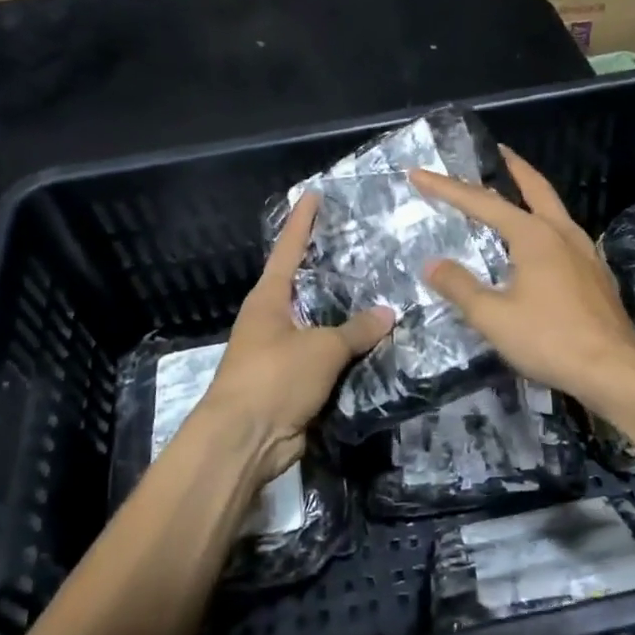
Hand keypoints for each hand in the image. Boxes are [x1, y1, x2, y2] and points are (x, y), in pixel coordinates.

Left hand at [197, 191, 394, 482]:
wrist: (246, 440)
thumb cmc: (275, 378)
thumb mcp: (321, 348)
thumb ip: (356, 329)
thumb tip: (389, 313)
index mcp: (268, 299)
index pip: (288, 249)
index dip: (302, 222)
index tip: (314, 194)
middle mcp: (272, 319)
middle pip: (304, 285)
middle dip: (329, 268)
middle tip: (363, 245)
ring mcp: (282, 352)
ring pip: (320, 324)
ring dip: (345, 314)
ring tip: (381, 292)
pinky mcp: (294, 382)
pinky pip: (327, 358)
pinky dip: (348, 351)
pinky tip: (376, 342)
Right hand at [409, 148, 634, 409]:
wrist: (613, 370)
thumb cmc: (550, 339)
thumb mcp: (493, 317)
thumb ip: (460, 287)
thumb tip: (432, 264)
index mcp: (534, 235)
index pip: (482, 202)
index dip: (447, 188)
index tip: (419, 174)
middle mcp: (562, 233)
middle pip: (535, 188)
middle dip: (513, 167)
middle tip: (497, 150)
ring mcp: (585, 252)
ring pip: (554, 210)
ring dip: (532, 195)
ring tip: (515, 194)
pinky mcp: (596, 274)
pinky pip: (565, 235)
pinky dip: (546, 224)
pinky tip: (541, 245)